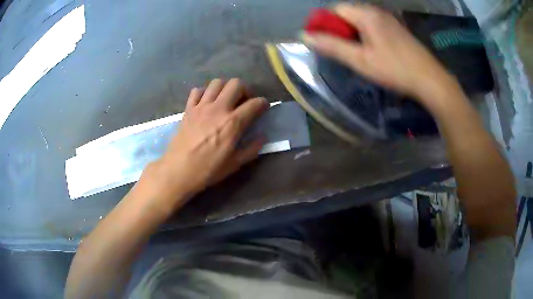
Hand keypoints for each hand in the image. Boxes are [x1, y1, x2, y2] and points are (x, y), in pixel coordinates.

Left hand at [141, 79, 267, 210]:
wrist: (178, 170)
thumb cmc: (207, 170)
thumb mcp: (234, 164)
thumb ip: (251, 149)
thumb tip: (262, 137)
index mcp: (233, 123)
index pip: (255, 103)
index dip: (263, 103)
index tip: (263, 107)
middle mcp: (218, 109)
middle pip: (236, 84)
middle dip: (245, 89)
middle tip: (243, 101)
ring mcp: (201, 107)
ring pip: (217, 83)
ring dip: (225, 88)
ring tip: (225, 99)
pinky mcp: (188, 109)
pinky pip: (197, 91)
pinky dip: (204, 93)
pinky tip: (206, 103)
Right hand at [301, 4, 457, 105]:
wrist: (430, 80)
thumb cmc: (394, 69)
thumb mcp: (360, 60)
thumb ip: (332, 46)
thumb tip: (303, 36)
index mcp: (366, 14)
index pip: (335, 10)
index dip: (325, 24)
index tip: (325, 42)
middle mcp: (377, 11)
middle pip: (348, 14)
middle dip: (339, 30)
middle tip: (342, 52)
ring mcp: (389, 20)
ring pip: (361, 21)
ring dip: (352, 34)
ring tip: (356, 54)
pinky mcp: (397, 29)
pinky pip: (373, 27)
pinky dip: (366, 36)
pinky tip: (372, 52)